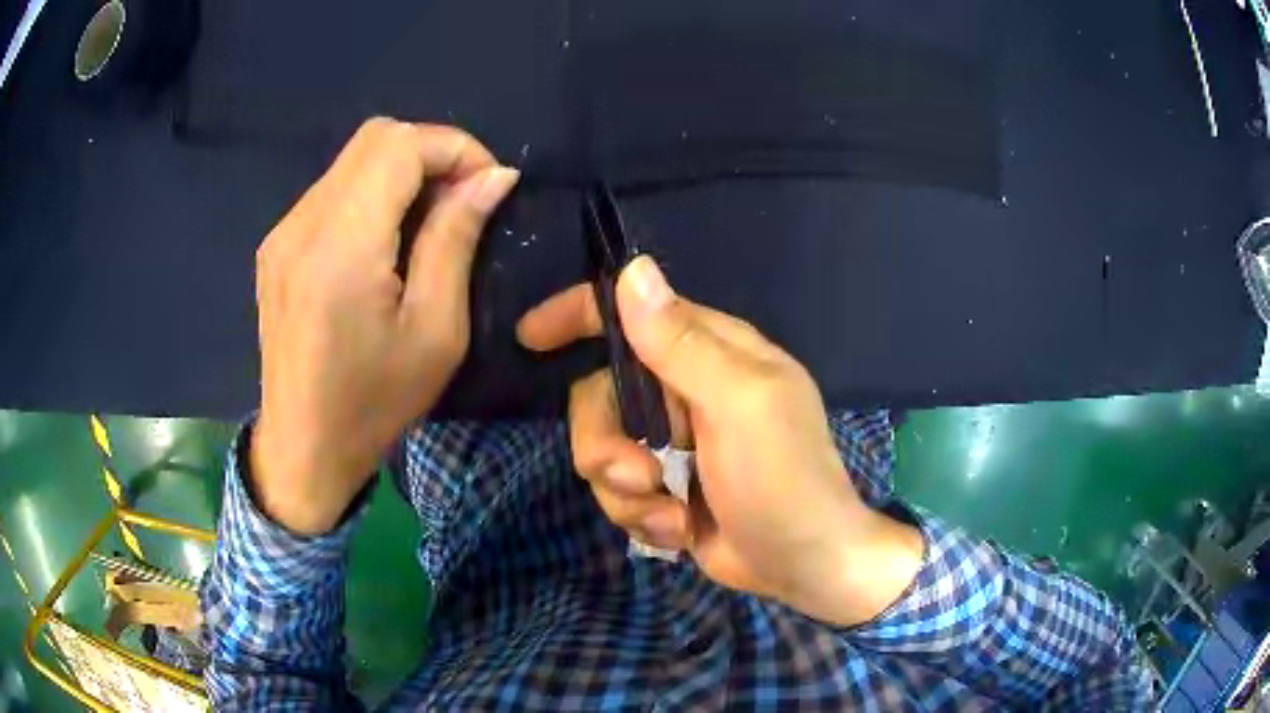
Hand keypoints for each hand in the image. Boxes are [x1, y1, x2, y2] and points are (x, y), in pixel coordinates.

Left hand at [251, 118, 518, 534]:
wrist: (303, 448)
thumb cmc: (373, 403)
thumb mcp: (435, 331)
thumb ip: (456, 240)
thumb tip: (493, 177)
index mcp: (341, 248)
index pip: (400, 145)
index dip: (455, 148)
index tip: (489, 185)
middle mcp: (302, 225)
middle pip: (375, 137)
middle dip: (431, 152)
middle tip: (462, 201)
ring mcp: (282, 232)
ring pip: (353, 159)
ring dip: (402, 172)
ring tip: (427, 224)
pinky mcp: (276, 246)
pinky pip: (333, 190)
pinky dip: (371, 194)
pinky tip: (384, 242)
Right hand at [518, 257, 923, 625]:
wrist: (804, 566)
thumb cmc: (784, 480)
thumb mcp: (739, 405)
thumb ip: (682, 343)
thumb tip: (632, 270)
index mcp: (710, 352)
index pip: (631, 312)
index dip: (577, 315)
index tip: (531, 336)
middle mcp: (684, 390)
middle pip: (599, 395)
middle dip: (606, 443)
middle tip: (639, 477)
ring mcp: (672, 442)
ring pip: (601, 450)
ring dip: (627, 492)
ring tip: (672, 517)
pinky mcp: (663, 487)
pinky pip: (617, 490)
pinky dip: (641, 516)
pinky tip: (679, 532)